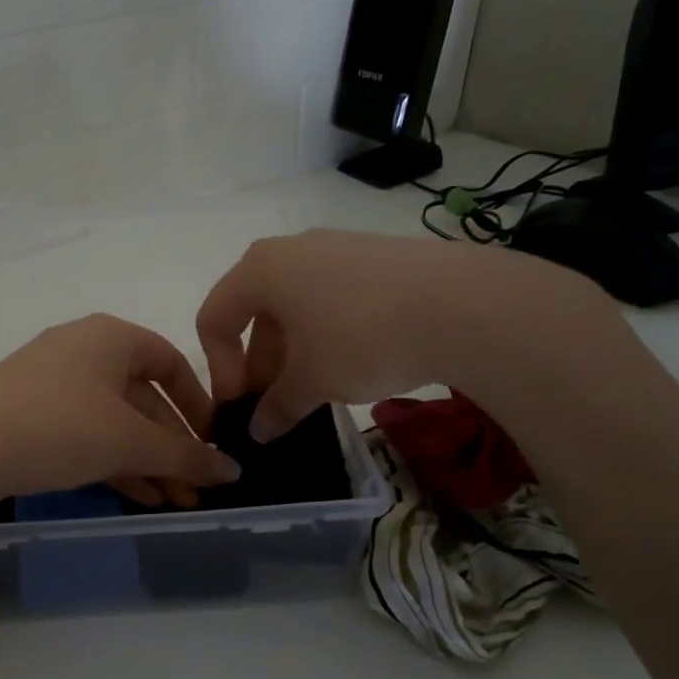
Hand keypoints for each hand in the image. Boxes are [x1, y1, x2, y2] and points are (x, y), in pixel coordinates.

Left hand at [0, 314, 240, 512]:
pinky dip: (113, 461)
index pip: (170, 363)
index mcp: (110, 337)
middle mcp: (81, 350)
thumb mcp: (128, 442)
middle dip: (172, 446)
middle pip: (142, 397)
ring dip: (146, 461)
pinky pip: (84, 433)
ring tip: (173, 502)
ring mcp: (50, 382)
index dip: (198, 403)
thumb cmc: (59, 427)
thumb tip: (231, 472)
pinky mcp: (28, 413)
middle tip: (196, 488)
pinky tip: (136, 496)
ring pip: (113, 421)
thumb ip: (184, 456)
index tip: (214, 443)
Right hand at [196, 229, 622, 440]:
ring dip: (292, 351)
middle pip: (255, 311)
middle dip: (259, 363)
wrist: (463, 305)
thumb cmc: (361, 339)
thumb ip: (277, 407)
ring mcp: (337, 247)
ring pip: (296, 305)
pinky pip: (332, 296)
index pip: (215, 318)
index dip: (220, 368)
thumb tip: (259, 431)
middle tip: (277, 404)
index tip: (241, 406)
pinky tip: (352, 363)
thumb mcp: (312, 381)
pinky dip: (326, 332)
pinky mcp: (376, 256)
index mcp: (260, 269)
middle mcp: (292, 249)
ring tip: (316, 389)